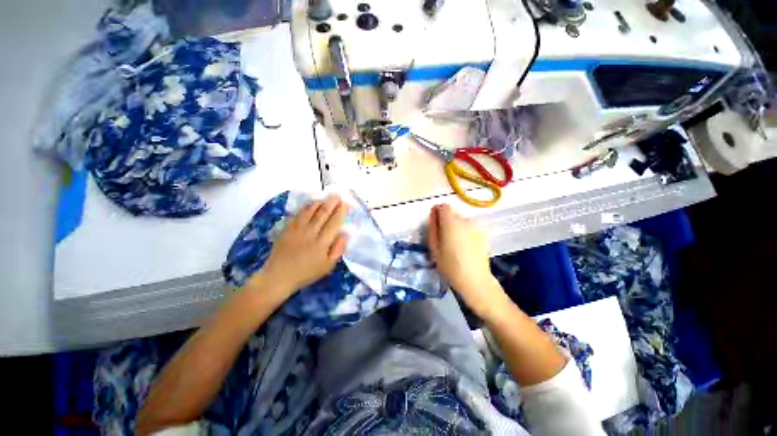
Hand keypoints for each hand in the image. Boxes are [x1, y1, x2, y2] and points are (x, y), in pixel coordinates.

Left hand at [256, 196, 348, 295]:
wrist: (279, 276)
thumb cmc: (307, 272)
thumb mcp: (328, 266)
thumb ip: (338, 249)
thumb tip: (345, 234)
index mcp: (322, 243)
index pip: (334, 223)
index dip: (340, 212)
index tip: (345, 204)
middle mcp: (311, 233)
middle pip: (323, 214)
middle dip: (331, 204)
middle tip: (337, 196)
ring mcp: (298, 230)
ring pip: (310, 212)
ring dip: (319, 203)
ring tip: (325, 198)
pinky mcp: (287, 229)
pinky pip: (298, 215)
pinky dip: (306, 208)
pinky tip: (310, 205)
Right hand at [428, 204, 506, 316]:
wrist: (474, 279)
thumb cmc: (450, 265)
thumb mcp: (434, 247)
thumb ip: (433, 227)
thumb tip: (433, 214)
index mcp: (451, 223)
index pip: (444, 206)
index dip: (439, 212)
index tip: (436, 223)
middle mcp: (465, 220)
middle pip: (453, 213)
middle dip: (448, 221)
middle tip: (446, 238)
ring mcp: (477, 226)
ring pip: (463, 220)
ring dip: (458, 227)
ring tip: (457, 244)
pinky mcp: (484, 232)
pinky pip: (471, 227)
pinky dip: (467, 232)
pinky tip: (467, 246)